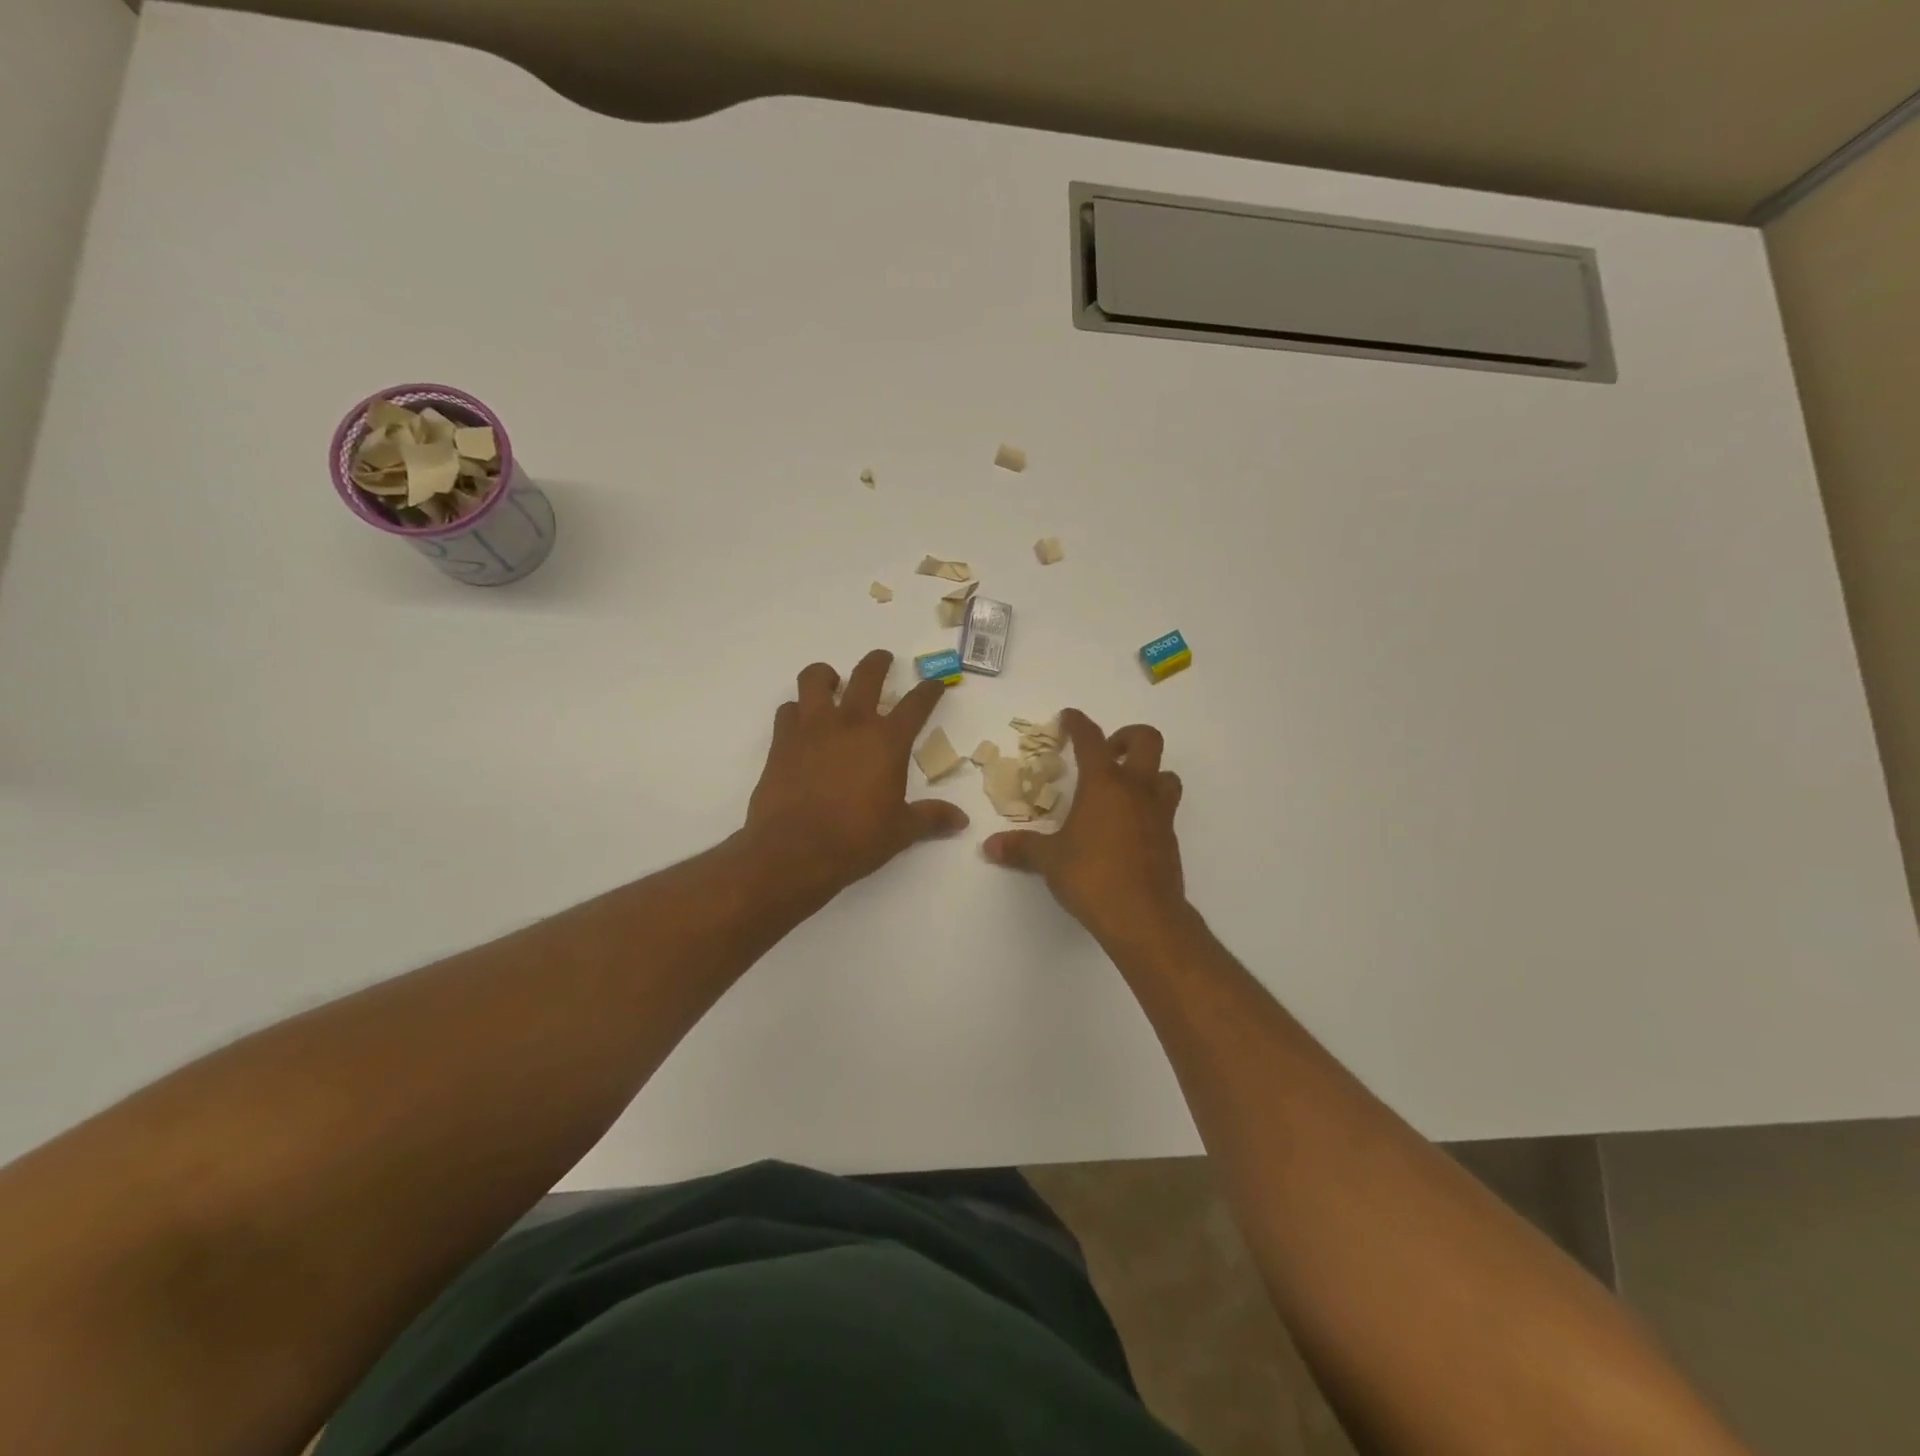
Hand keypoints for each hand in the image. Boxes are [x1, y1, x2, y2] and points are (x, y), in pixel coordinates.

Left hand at [743, 650, 968, 901]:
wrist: (793, 850)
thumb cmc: (855, 839)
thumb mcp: (901, 831)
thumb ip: (931, 818)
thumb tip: (961, 820)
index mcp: (887, 741)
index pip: (916, 704)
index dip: (929, 690)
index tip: (935, 684)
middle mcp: (851, 723)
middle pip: (867, 675)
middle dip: (879, 663)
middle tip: (883, 660)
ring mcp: (812, 728)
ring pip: (815, 679)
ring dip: (826, 675)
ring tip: (831, 681)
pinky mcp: (782, 740)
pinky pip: (787, 710)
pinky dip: (796, 711)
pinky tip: (801, 723)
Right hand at [983, 709, 1186, 939]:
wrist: (1143, 916)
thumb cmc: (1091, 876)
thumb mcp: (1049, 860)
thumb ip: (1021, 848)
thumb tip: (989, 846)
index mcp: (1104, 784)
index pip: (1091, 740)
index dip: (1078, 723)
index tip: (1068, 717)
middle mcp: (1136, 789)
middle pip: (1147, 740)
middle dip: (1127, 737)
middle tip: (1107, 753)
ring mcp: (1159, 813)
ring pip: (1166, 774)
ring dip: (1148, 773)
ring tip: (1124, 790)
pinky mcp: (1170, 839)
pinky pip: (1164, 809)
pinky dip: (1149, 807)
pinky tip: (1128, 828)